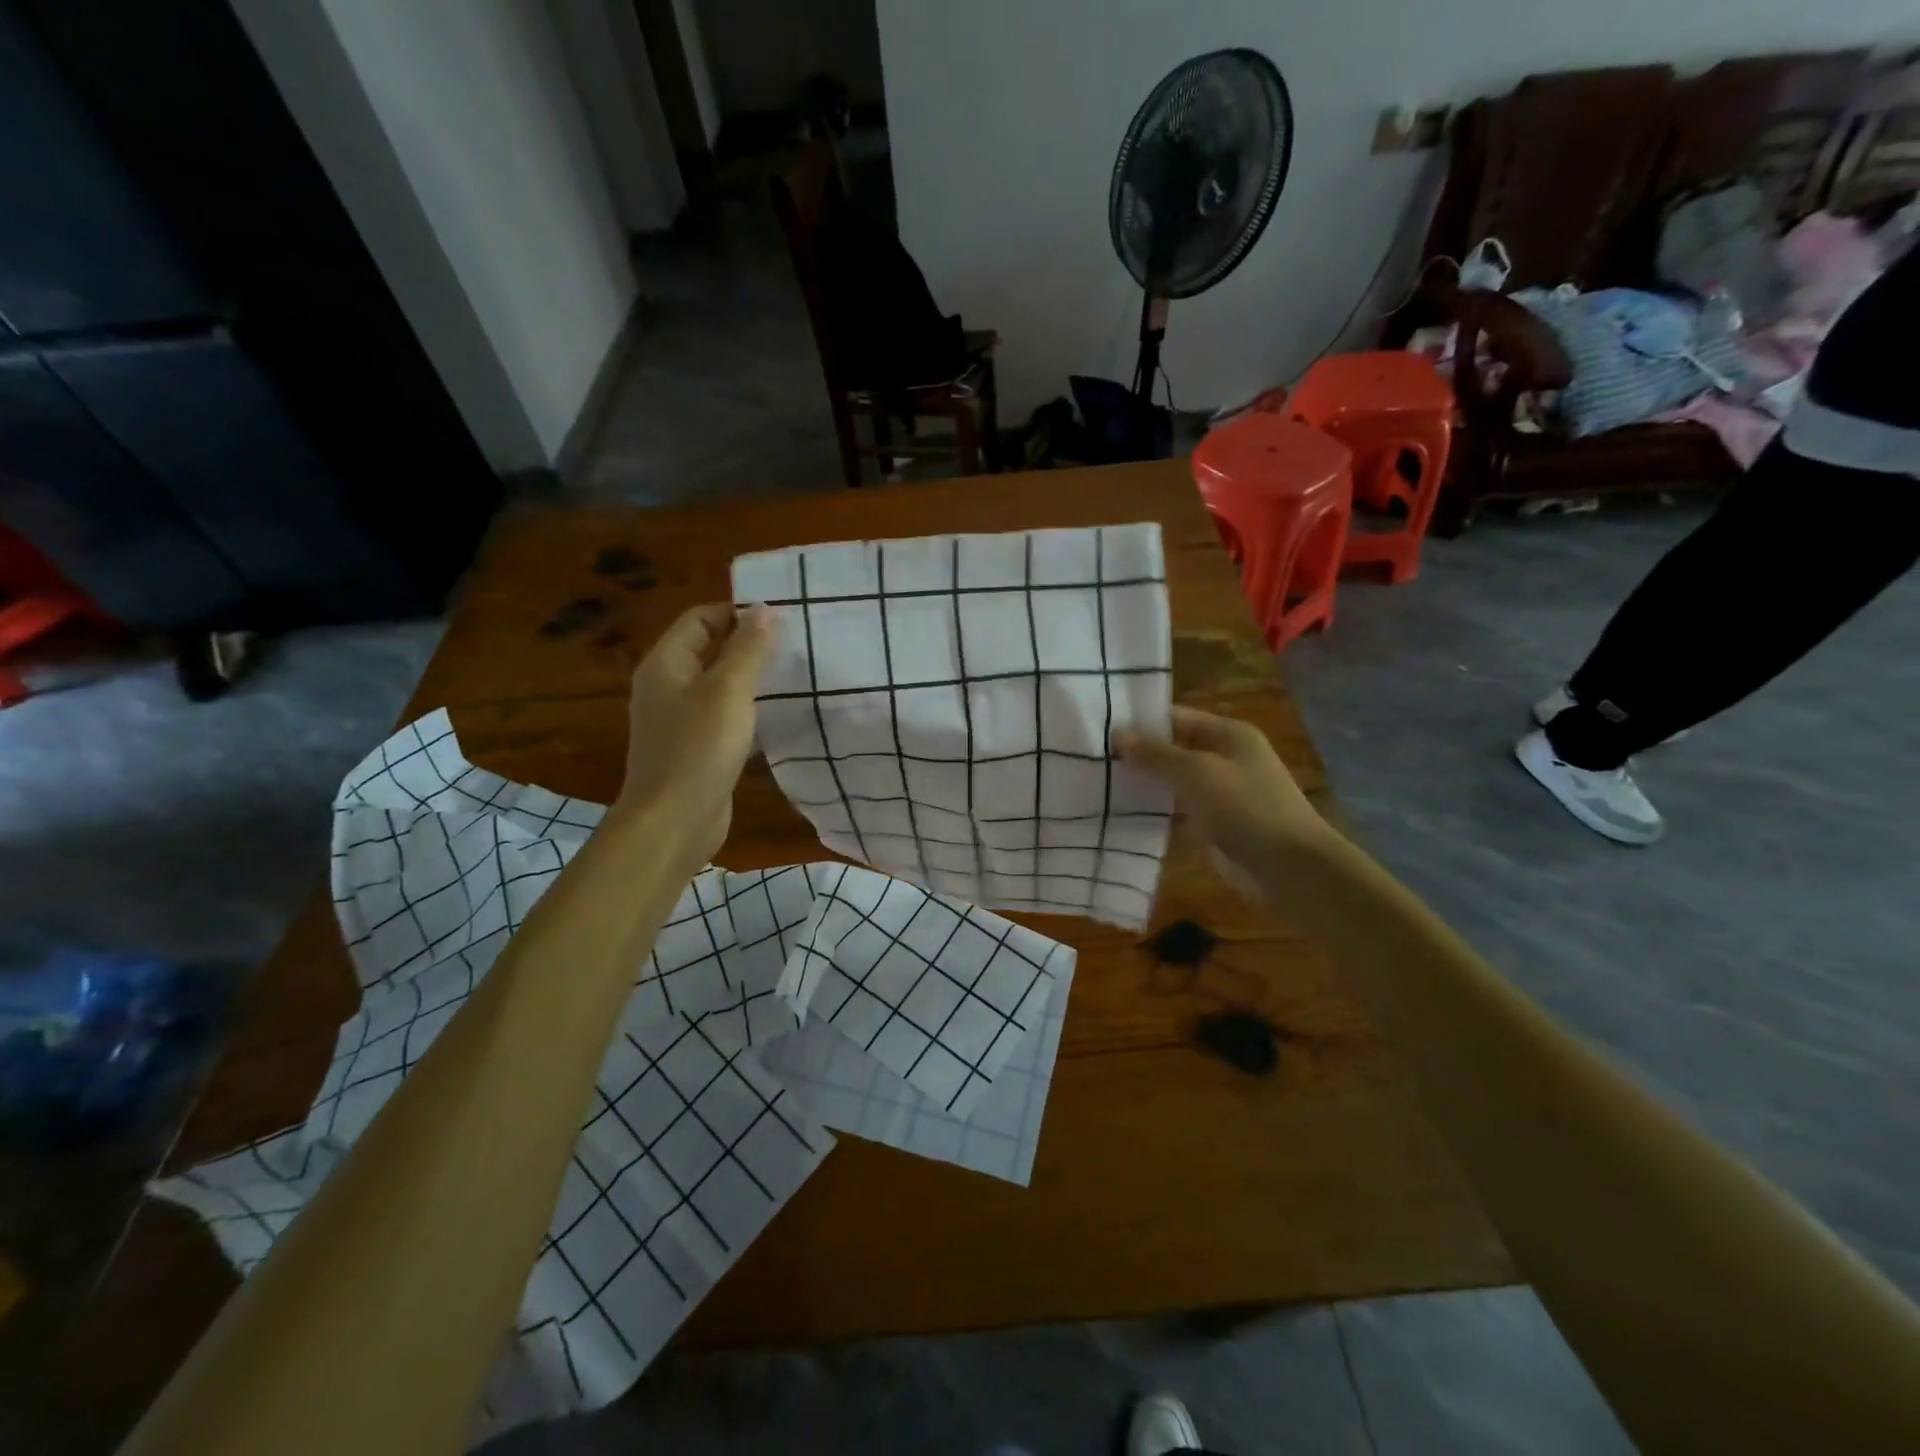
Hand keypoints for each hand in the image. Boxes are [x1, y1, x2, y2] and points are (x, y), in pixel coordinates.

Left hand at [616, 604, 777, 869]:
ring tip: (794, 676)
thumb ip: (749, 649)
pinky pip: (723, 717)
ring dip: (752, 679)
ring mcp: (679, 720)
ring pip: (719, 685)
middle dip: (749, 644)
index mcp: (666, 664)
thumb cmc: (698, 749)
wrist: (672, 822)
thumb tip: (765, 609)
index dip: (737, 612)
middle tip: (795, 645)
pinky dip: (748, 711)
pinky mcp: (695, 749)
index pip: (700, 618)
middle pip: (709, 650)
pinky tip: (778, 717)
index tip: (781, 619)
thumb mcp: (729, 691)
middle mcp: (667, 686)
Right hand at [1116, 707, 1336, 892]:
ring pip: (1173, 783)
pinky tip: (1120, 815)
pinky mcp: (1214, 825)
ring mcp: (1220, 794)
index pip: (1176, 717)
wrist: (1291, 868)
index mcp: (1228, 734)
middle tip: (1091, 759)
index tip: (1099, 729)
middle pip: (1173, 749)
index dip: (1141, 722)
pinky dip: (1155, 813)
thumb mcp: (1197, 773)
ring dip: (1143, 785)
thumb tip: (1117, 734)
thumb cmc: (1246, 808)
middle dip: (1138, 754)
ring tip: (1097, 785)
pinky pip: (1177, 812)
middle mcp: (1225, 758)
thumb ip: (1156, 754)